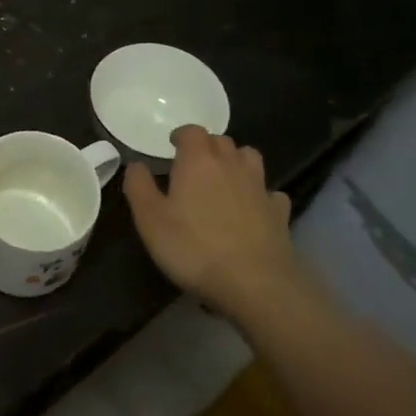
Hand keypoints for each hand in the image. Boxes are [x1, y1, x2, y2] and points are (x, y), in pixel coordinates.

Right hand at [124, 126, 297, 318]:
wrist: (255, 283)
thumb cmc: (193, 247)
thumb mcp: (149, 219)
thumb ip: (139, 186)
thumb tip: (136, 165)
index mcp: (198, 161)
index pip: (192, 131)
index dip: (181, 135)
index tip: (171, 147)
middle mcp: (231, 165)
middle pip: (221, 141)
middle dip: (206, 147)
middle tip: (192, 165)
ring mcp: (260, 187)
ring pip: (249, 158)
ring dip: (235, 161)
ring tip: (223, 179)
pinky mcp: (279, 212)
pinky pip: (270, 192)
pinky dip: (260, 194)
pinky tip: (253, 208)